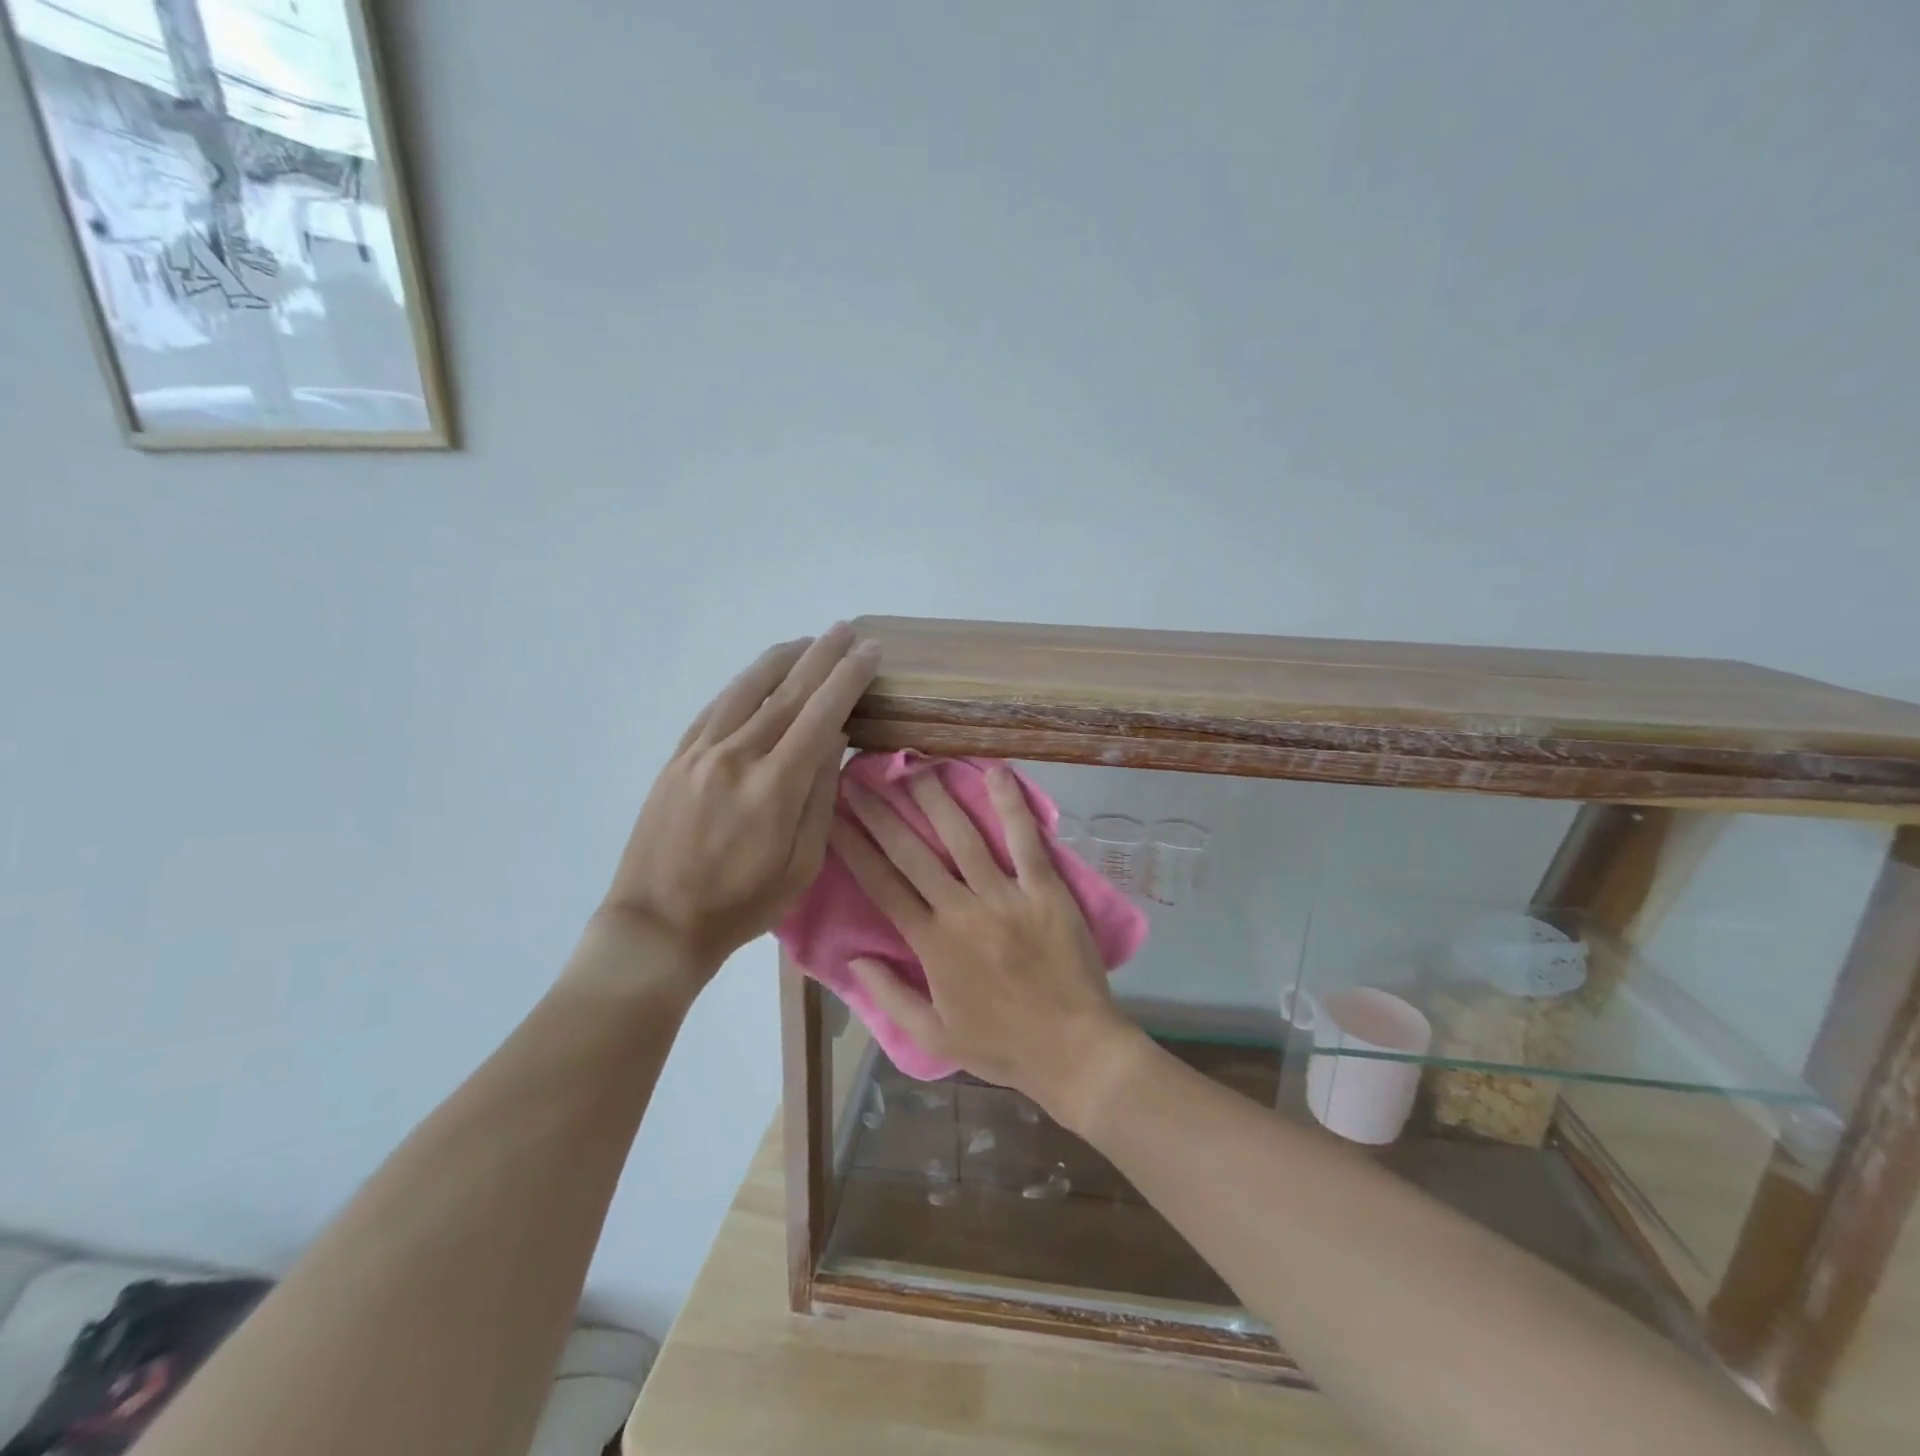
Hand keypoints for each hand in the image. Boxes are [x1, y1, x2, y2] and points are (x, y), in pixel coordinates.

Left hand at [599, 625, 878, 982]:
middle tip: (846, 630)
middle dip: (822, 656)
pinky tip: (759, 676)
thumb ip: (820, 797)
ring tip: (808, 641)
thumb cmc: (741, 904)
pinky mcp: (677, 758)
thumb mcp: (802, 865)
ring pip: (747, 689)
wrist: (658, 923)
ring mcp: (701, 752)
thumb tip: (833, 740)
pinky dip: (743, 684)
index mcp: (774, 787)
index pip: (821, 715)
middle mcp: (737, 756)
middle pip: (787, 691)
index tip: (870, 652)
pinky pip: (716, 707)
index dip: (848, 679)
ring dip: (782, 659)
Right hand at [830, 763, 1145, 1125]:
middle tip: (861, 777)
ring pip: (963, 837)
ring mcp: (1006, 896)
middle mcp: (962, 910)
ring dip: (935, 798)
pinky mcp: (1045, 890)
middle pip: (913, 852)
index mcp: (932, 944)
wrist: (1074, 1051)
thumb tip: (852, 957)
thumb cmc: (1003, 1046)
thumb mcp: (933, 1037)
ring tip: (914, 766)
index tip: (835, 815)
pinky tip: (995, 772)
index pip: (882, 884)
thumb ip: (889, 996)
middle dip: (882, 812)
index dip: (855, 846)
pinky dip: (1011, 805)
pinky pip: (1025, 841)